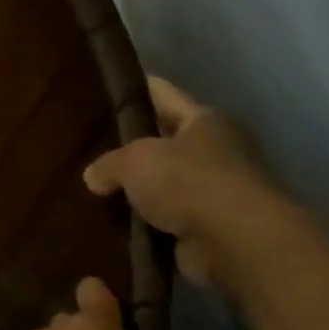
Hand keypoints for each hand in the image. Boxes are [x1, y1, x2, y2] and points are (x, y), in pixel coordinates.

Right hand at [84, 77, 290, 294]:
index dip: (140, 89)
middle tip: (96, 147)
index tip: (114, 88)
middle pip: (168, 141)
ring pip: (167, 183)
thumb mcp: (135, 161)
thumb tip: (93, 177)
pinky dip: (148, 223)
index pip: (165, 95)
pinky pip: (168, 220)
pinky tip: (118, 225)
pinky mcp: (211, 228)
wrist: (235, 241)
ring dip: (142, 191)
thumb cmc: (188, 181)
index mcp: (205, 121)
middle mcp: (217, 150)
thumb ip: (109, 164)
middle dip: (137, 146)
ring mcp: (217, 192)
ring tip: (100, 190)